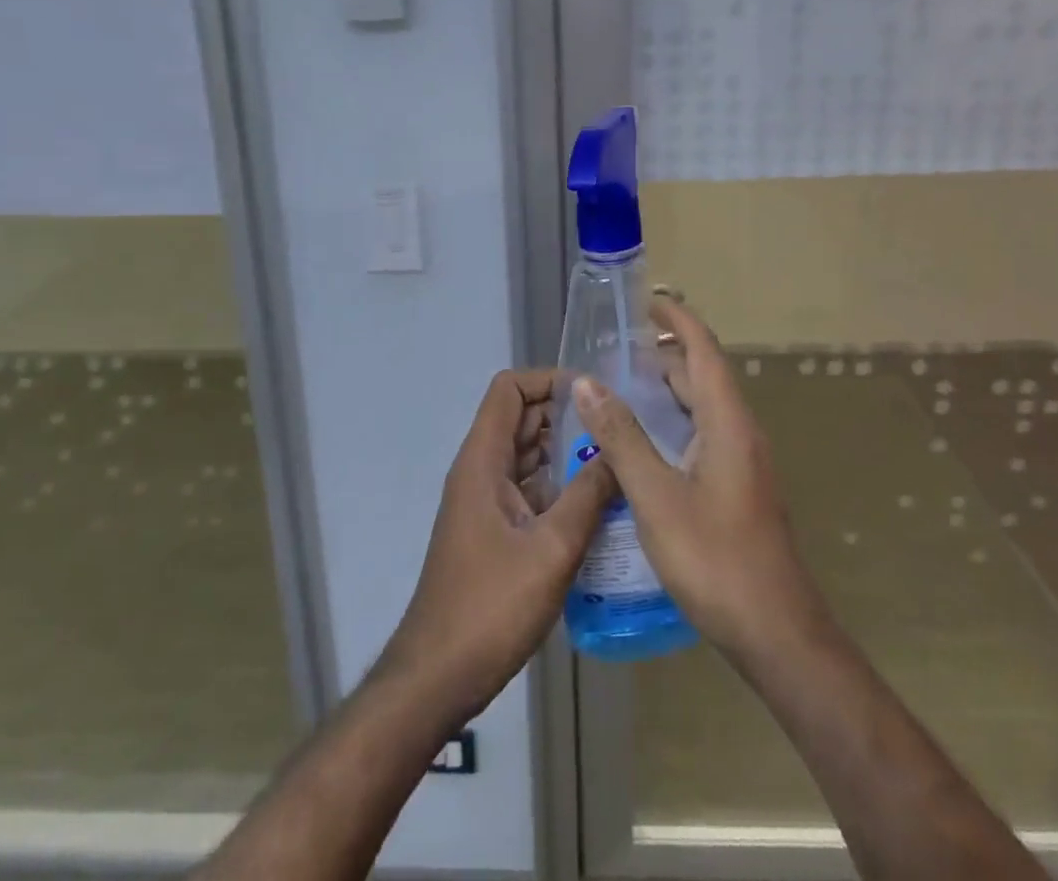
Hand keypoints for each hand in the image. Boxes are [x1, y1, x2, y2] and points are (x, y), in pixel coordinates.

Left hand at [380, 369, 614, 721]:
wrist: (437, 677)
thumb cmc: (490, 607)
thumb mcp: (552, 549)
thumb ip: (588, 495)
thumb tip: (619, 452)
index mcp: (483, 461)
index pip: (509, 389)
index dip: (548, 381)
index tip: (594, 394)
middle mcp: (480, 471)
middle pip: (521, 418)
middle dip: (567, 415)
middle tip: (618, 428)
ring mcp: (485, 502)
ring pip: (527, 455)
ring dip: (566, 452)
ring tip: (617, 460)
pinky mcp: (493, 530)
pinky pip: (529, 489)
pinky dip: (559, 486)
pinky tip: (598, 504)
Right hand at [574, 297, 827, 662]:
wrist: (776, 632)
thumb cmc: (715, 559)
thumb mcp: (656, 496)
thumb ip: (621, 437)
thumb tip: (586, 383)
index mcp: (727, 422)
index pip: (703, 350)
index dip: (677, 320)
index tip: (645, 301)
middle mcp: (740, 432)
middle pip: (702, 375)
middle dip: (663, 355)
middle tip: (615, 350)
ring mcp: (743, 461)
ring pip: (703, 407)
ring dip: (667, 390)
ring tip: (621, 388)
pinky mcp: (739, 486)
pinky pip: (704, 434)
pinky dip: (674, 421)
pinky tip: (643, 444)